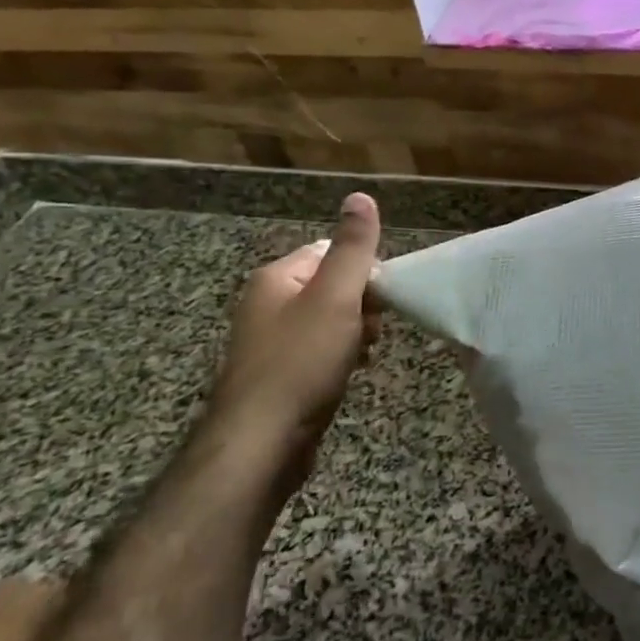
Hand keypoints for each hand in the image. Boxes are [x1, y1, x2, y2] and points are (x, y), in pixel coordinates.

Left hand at [208, 193, 382, 479]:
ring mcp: (270, 342)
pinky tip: (349, 374)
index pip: (331, 253)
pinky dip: (339, 358)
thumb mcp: (336, 297)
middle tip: (370, 332)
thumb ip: (353, 248)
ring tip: (362, 356)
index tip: (378, 301)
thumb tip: (361, 196)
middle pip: (331, 287)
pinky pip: (318, 352)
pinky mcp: (277, 376)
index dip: (363, 273)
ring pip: (328, 322)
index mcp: (276, 278)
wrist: (260, 444)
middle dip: (361, 307)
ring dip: (354, 334)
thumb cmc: (301, 362)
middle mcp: (267, 304)